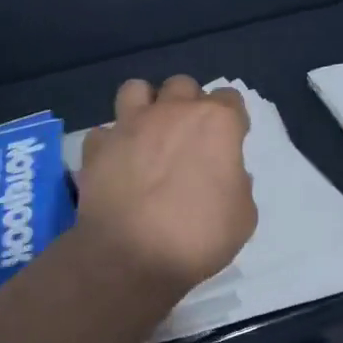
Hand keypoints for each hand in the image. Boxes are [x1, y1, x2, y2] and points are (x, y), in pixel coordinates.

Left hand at [75, 75, 257, 299]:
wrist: (132, 257)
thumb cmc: (199, 236)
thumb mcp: (243, 215)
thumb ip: (237, 182)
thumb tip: (223, 174)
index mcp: (216, 122)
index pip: (230, 98)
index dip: (231, 120)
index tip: (228, 144)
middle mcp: (173, 112)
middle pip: (183, 85)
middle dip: (188, 105)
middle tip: (188, 138)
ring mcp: (130, 125)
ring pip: (136, 89)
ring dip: (145, 105)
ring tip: (148, 133)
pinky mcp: (98, 146)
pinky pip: (104, 132)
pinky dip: (111, 143)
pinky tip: (117, 163)